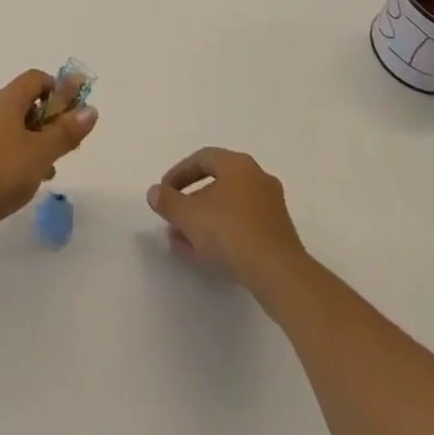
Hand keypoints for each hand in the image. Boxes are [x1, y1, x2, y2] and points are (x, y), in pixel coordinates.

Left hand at [0, 70, 97, 244]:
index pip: (37, 78)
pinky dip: (23, 155)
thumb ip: (66, 132)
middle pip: (29, 102)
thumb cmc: (0, 171)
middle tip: (68, 143)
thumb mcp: (41, 152)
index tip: (73, 113)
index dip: (58, 89)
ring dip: (39, 140)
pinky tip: (31, 180)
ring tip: (53, 166)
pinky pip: (7, 146)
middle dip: (52, 118)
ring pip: (19, 127)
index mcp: (9, 100)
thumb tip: (91, 109)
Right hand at [147, 147, 306, 287]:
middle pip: (217, 184)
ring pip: (229, 208)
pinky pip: (243, 228)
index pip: (202, 159)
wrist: (279, 276)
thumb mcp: (190, 216)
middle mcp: (257, 179)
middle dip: (191, 202)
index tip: (164, 192)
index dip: (179, 174)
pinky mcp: (278, 236)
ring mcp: (271, 208)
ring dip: (204, 222)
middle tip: (173, 218)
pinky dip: (222, 236)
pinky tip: (204, 256)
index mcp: (238, 165)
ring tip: (182, 242)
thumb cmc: (231, 233)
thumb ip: (168, 202)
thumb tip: (154, 192)